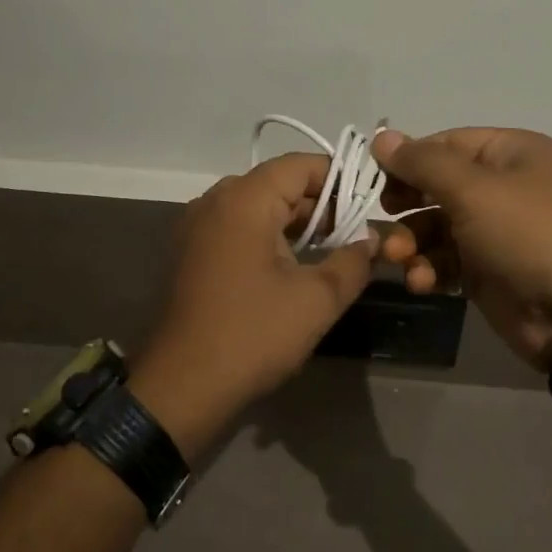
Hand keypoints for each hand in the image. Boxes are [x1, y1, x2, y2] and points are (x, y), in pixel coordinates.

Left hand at [131, 153, 378, 456]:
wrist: (181, 387)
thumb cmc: (252, 335)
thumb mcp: (317, 300)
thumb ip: (353, 261)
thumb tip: (371, 239)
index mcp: (244, 199)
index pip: (301, 165)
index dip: (340, 179)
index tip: (369, 206)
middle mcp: (215, 200)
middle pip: (278, 183)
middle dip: (321, 205)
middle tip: (356, 235)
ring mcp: (197, 225)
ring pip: (258, 206)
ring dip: (295, 223)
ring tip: (330, 252)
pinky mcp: (190, 251)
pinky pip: (237, 227)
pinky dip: (268, 236)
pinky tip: (291, 267)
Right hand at [373, 128, 551, 370]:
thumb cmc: (527, 232)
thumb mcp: (472, 189)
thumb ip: (421, 163)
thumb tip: (380, 137)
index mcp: (509, 153)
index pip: (445, 143)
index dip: (408, 158)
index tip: (372, 176)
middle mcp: (502, 187)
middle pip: (436, 186)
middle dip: (405, 204)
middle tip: (383, 216)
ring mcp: (494, 231)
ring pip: (436, 226)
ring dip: (411, 242)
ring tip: (395, 258)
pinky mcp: (487, 270)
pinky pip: (446, 260)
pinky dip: (429, 269)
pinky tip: (420, 281)